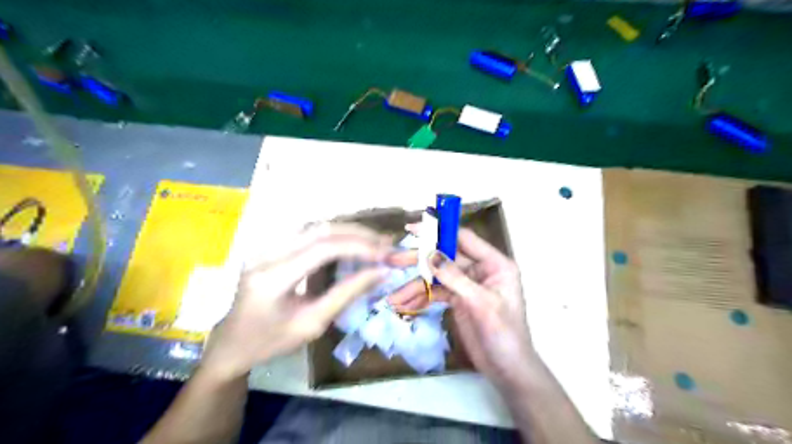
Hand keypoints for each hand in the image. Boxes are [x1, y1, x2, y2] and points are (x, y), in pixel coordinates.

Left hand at [201, 225, 392, 381]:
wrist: (231, 343)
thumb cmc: (269, 342)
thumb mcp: (311, 325)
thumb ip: (346, 295)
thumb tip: (380, 273)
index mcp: (272, 278)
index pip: (322, 249)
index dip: (358, 247)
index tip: (385, 254)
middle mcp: (266, 254)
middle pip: (319, 229)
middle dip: (357, 234)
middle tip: (385, 243)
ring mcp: (265, 246)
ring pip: (314, 225)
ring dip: (347, 230)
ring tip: (374, 240)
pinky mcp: (270, 246)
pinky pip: (307, 232)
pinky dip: (334, 234)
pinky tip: (351, 240)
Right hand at [388, 227, 534, 390]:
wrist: (507, 370)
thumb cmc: (504, 334)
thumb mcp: (480, 303)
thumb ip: (454, 277)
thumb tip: (429, 254)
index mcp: (494, 264)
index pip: (464, 239)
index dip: (439, 231)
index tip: (413, 230)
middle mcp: (479, 270)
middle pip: (445, 257)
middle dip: (419, 261)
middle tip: (393, 260)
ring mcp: (467, 285)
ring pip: (436, 277)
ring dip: (415, 286)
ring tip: (393, 297)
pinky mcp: (457, 300)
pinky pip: (436, 293)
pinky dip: (420, 298)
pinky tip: (403, 304)